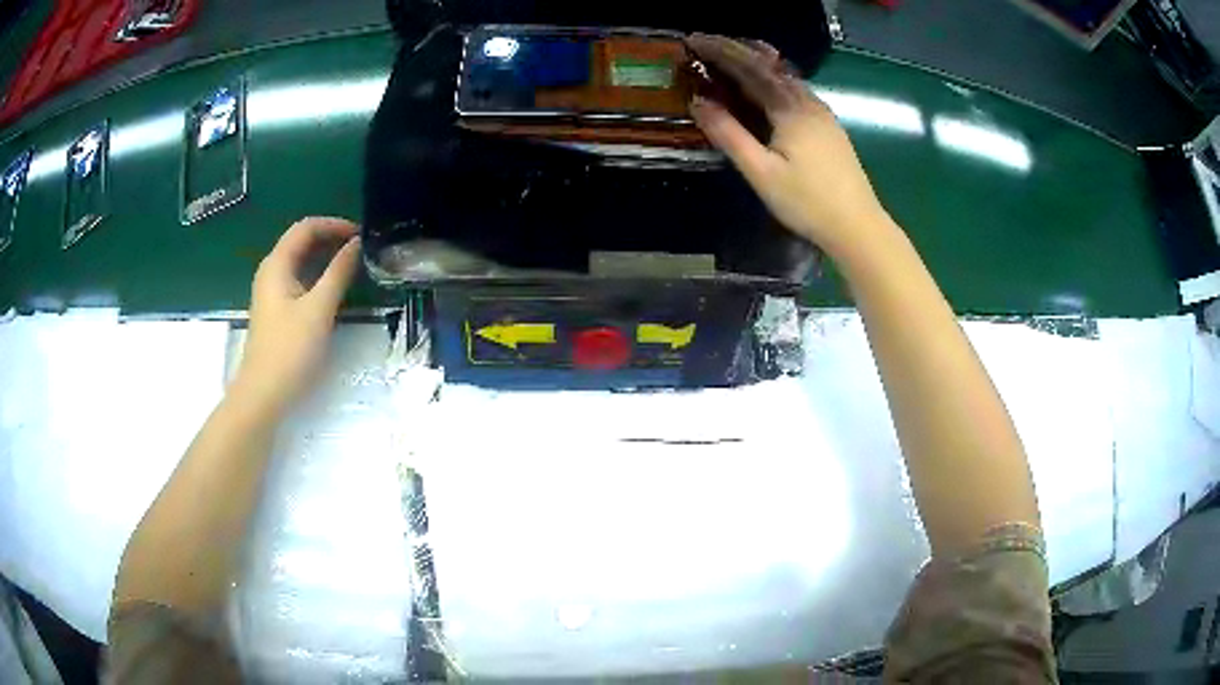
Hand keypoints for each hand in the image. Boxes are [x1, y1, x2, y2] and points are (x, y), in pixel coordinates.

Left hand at [233, 217, 361, 413]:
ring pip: (301, 261)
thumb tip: (357, 244)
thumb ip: (339, 272)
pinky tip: (334, 287)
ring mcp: (272, 292)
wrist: (263, 394)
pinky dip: (318, 275)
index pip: (306, 227)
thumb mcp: (319, 309)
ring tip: (353, 263)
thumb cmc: (290, 350)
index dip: (334, 225)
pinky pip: (299, 279)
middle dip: (331, 238)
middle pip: (301, 241)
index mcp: (277, 265)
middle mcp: (271, 272)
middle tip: (361, 248)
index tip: (361, 234)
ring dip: (325, 256)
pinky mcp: (277, 310)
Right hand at [687, 34, 893, 257]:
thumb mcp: (761, 172)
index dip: (719, 51)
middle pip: (770, 66)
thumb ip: (729, 135)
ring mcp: (823, 113)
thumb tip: (698, 102)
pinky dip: (772, 80)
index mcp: (790, 107)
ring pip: (785, 77)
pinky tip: (764, 89)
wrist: (858, 227)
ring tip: (729, 59)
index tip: (693, 41)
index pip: (750, 67)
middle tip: (706, 45)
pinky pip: (795, 91)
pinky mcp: (829, 127)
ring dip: (756, 63)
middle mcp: (809, 102)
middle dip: (736, 51)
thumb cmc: (807, 202)